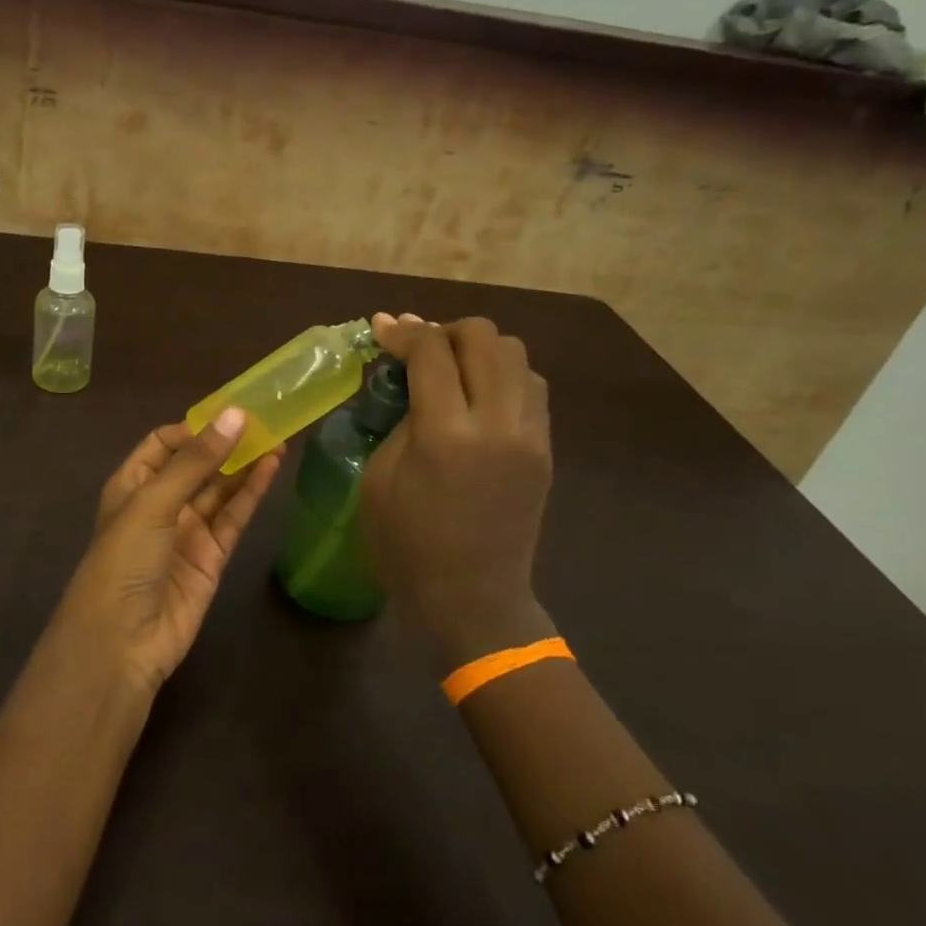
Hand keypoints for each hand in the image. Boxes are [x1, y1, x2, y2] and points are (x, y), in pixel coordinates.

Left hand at [51, 411, 284, 691]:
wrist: (121, 643)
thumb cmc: (124, 560)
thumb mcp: (153, 503)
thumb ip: (196, 461)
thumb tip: (235, 415)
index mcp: (132, 484)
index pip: (163, 443)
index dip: (194, 428)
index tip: (229, 415)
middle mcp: (159, 504)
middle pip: (196, 465)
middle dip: (226, 444)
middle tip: (265, 421)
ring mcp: (187, 532)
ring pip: (220, 490)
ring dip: (245, 465)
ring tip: (278, 438)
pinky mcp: (211, 558)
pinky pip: (233, 518)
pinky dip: (251, 494)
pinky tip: (271, 468)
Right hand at [362, 313, 556, 670]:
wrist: (473, 597)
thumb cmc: (407, 545)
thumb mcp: (379, 480)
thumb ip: (398, 420)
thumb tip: (405, 377)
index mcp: (446, 435)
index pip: (431, 352)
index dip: (403, 332)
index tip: (382, 328)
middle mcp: (497, 424)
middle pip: (483, 338)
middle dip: (445, 331)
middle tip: (418, 348)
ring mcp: (530, 435)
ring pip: (517, 354)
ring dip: (479, 349)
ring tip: (451, 367)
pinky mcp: (546, 449)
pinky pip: (532, 386)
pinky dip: (503, 374)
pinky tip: (478, 394)